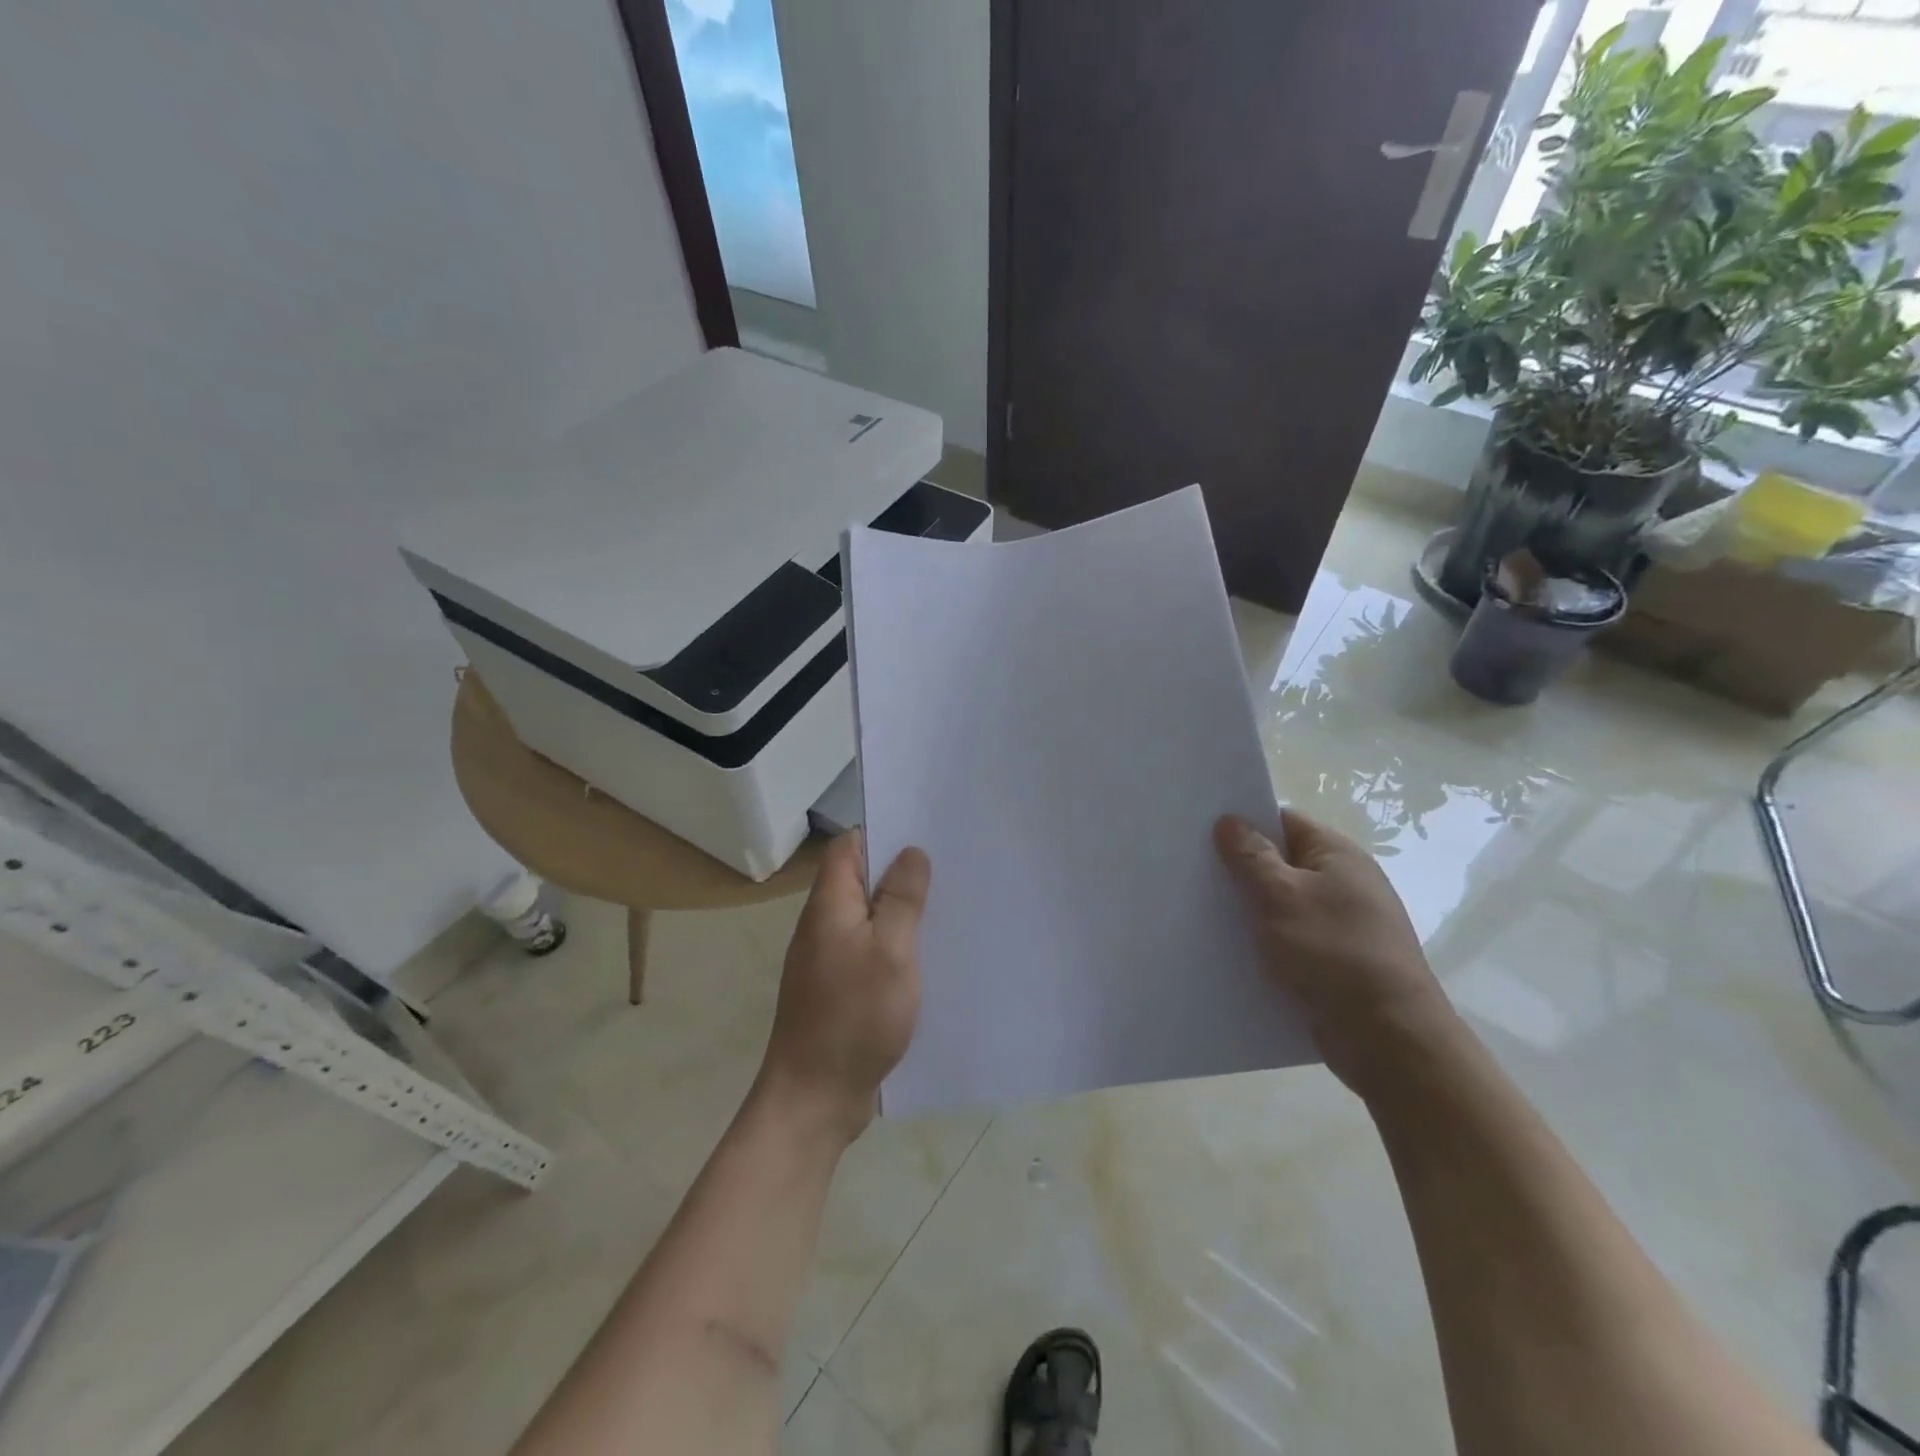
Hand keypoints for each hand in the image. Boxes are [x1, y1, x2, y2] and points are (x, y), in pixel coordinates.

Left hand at [757, 831, 929, 1143]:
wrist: (813, 1098)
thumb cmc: (855, 1017)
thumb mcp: (891, 951)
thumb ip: (901, 899)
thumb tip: (911, 852)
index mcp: (830, 905)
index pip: (849, 847)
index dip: (883, 833)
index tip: (925, 832)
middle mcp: (823, 925)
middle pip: (859, 879)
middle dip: (900, 871)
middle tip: (949, 867)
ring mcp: (828, 958)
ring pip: (867, 916)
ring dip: (900, 909)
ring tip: (947, 904)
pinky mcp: (838, 988)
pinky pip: (868, 949)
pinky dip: (895, 944)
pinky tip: (927, 954)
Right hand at [1215, 809, 1457, 1093]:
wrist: (1388, 1040)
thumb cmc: (1333, 954)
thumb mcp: (1282, 897)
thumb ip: (1252, 857)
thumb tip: (1230, 820)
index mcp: (1337, 856)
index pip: (1283, 821)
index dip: (1243, 822)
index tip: (1200, 830)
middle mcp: (1343, 884)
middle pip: (1280, 863)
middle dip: (1239, 868)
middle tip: (1191, 872)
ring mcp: (1341, 925)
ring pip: (1281, 904)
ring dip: (1248, 909)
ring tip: (1200, 911)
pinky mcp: (1334, 962)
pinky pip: (1289, 939)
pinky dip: (1263, 941)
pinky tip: (1230, 950)